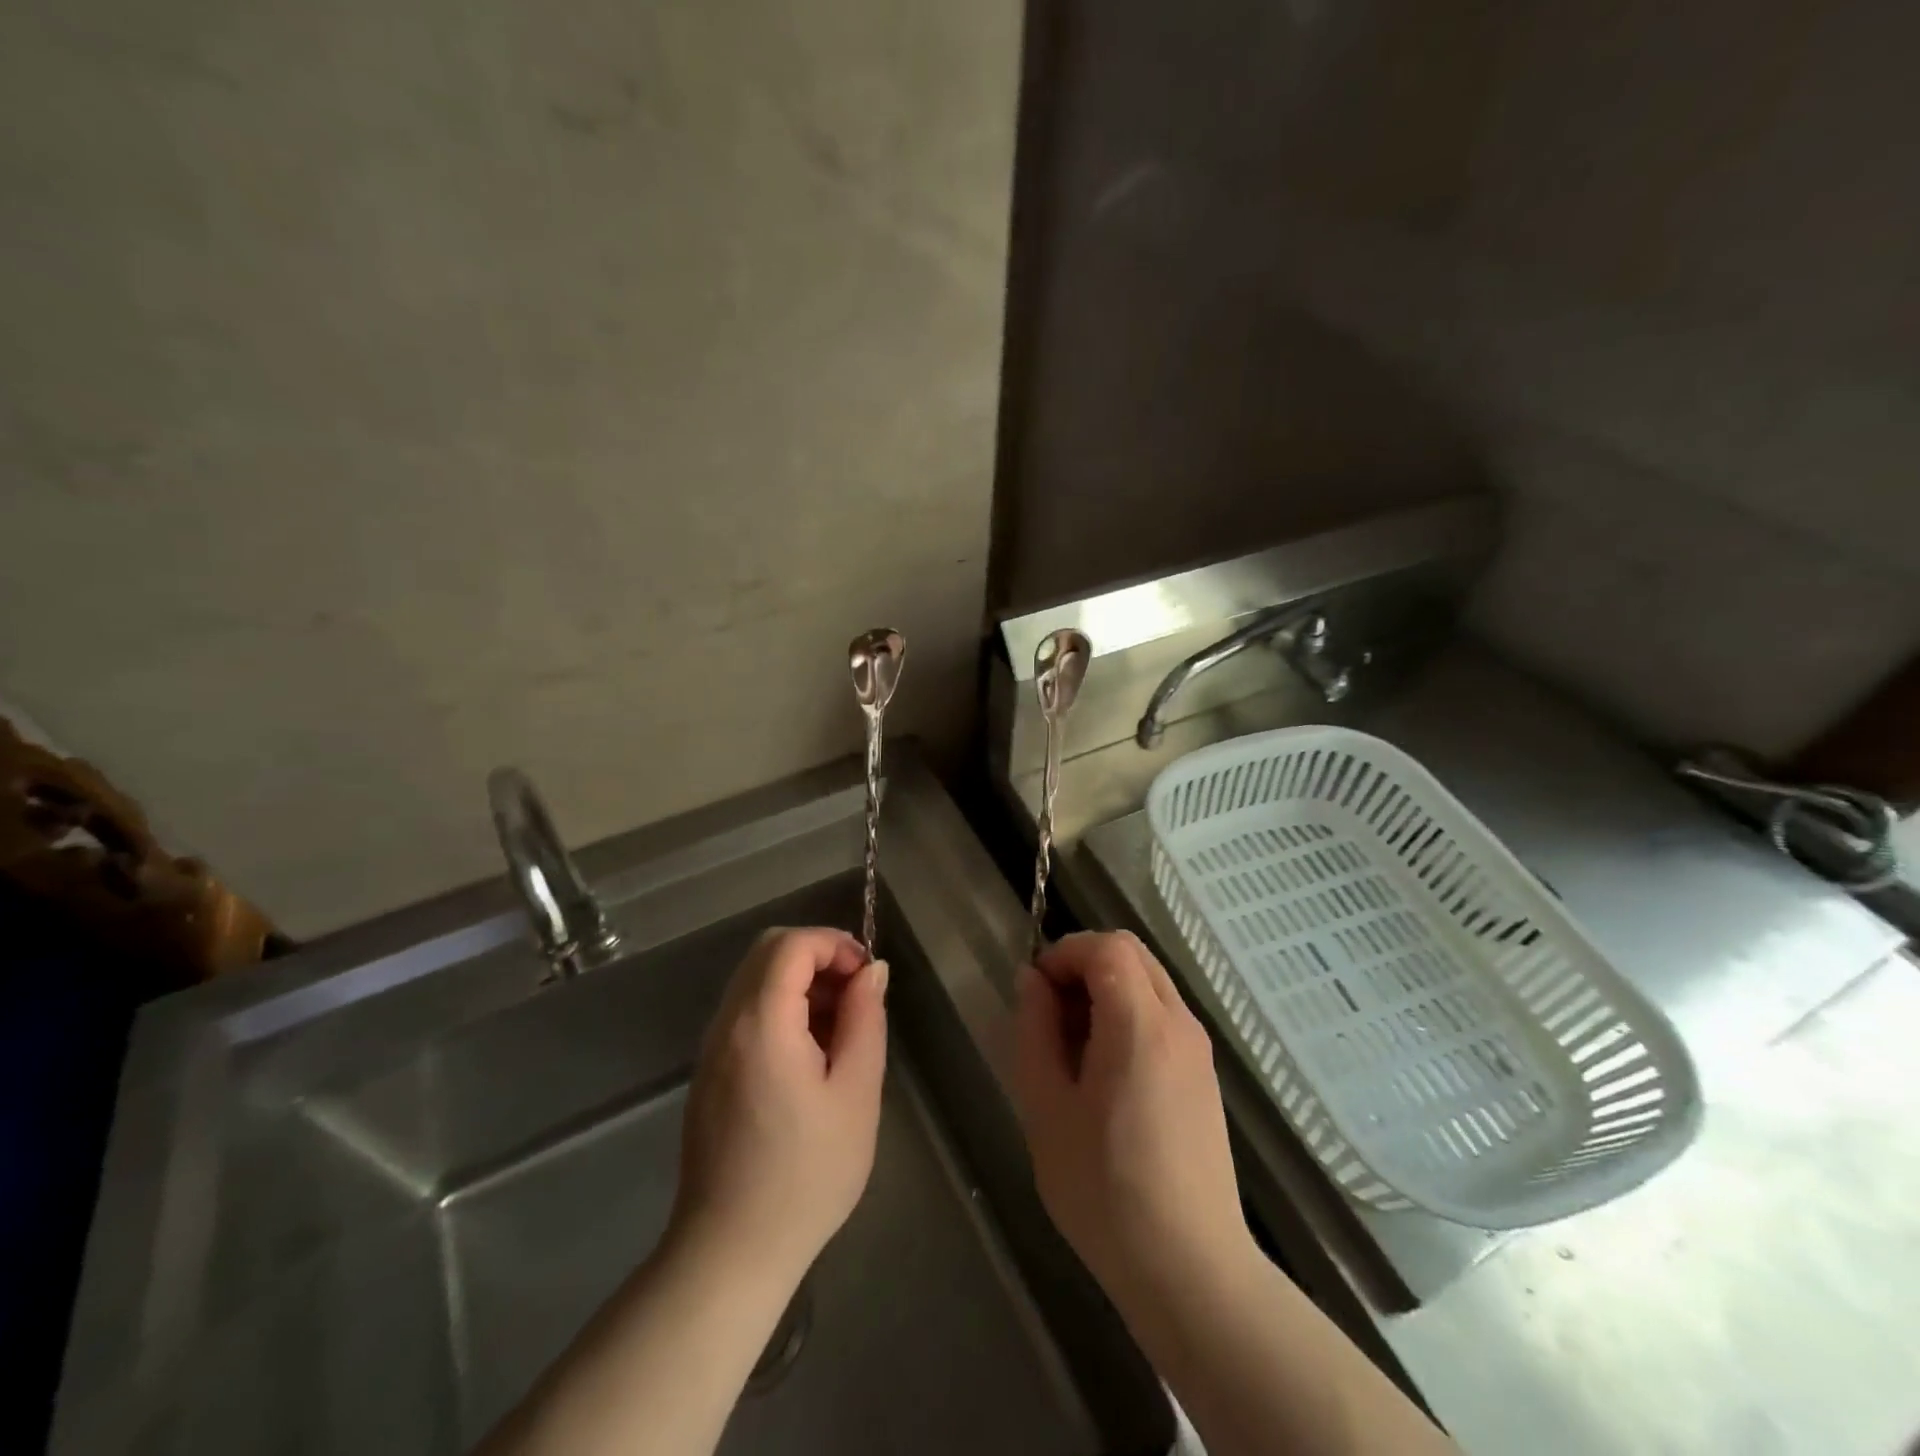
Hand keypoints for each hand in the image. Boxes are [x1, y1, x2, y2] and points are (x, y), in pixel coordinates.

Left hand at [670, 927, 888, 1288]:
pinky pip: (745, 1011)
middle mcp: (727, 1023)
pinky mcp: (709, 1071)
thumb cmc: (806, 1175)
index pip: (791, 944)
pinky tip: (810, 1053)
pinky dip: (781, 1007)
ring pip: (755, 979)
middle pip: (768, 951)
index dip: (834, 943)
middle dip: (818, 956)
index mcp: (761, 1023)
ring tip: (840, 1026)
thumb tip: (871, 971)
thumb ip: (865, 1019)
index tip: (867, 975)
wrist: (730, 1253)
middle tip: (856, 994)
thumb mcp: (856, 1093)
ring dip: (800, 982)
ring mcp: (712, 1047)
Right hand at [1013, 931, 1250, 1301]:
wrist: (1191, 1271)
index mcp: (1141, 1025)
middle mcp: (1179, 1023)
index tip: (1035, 990)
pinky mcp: (1204, 1076)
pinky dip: (1129, 1015)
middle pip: (1132, 953)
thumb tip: (1033, 981)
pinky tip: (1105, 1073)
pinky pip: (1162, 1016)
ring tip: (1072, 1047)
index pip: (1107, 946)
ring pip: (1149, 982)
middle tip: (1050, 1013)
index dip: (1065, 952)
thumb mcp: (1046, 1108)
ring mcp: (1198, 1050)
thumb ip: (1035, 1031)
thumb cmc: (1105, 1191)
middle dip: (1084, 964)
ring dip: (1106, 989)